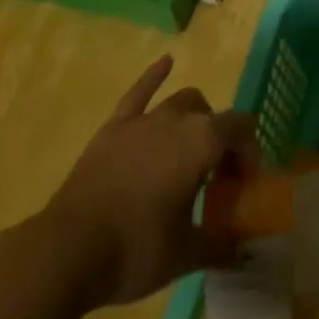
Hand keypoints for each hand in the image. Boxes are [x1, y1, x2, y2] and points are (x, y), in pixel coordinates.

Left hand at [40, 55, 259, 310]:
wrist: (69, 250)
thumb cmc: (136, 250)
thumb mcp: (186, 255)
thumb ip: (220, 245)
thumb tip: (242, 249)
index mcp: (202, 142)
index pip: (241, 129)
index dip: (249, 152)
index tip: (244, 185)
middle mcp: (177, 119)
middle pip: (212, 116)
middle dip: (222, 139)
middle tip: (217, 177)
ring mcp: (143, 119)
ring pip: (181, 102)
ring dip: (195, 119)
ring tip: (193, 148)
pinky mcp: (114, 127)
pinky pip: (139, 92)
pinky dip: (154, 76)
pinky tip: (165, 63)